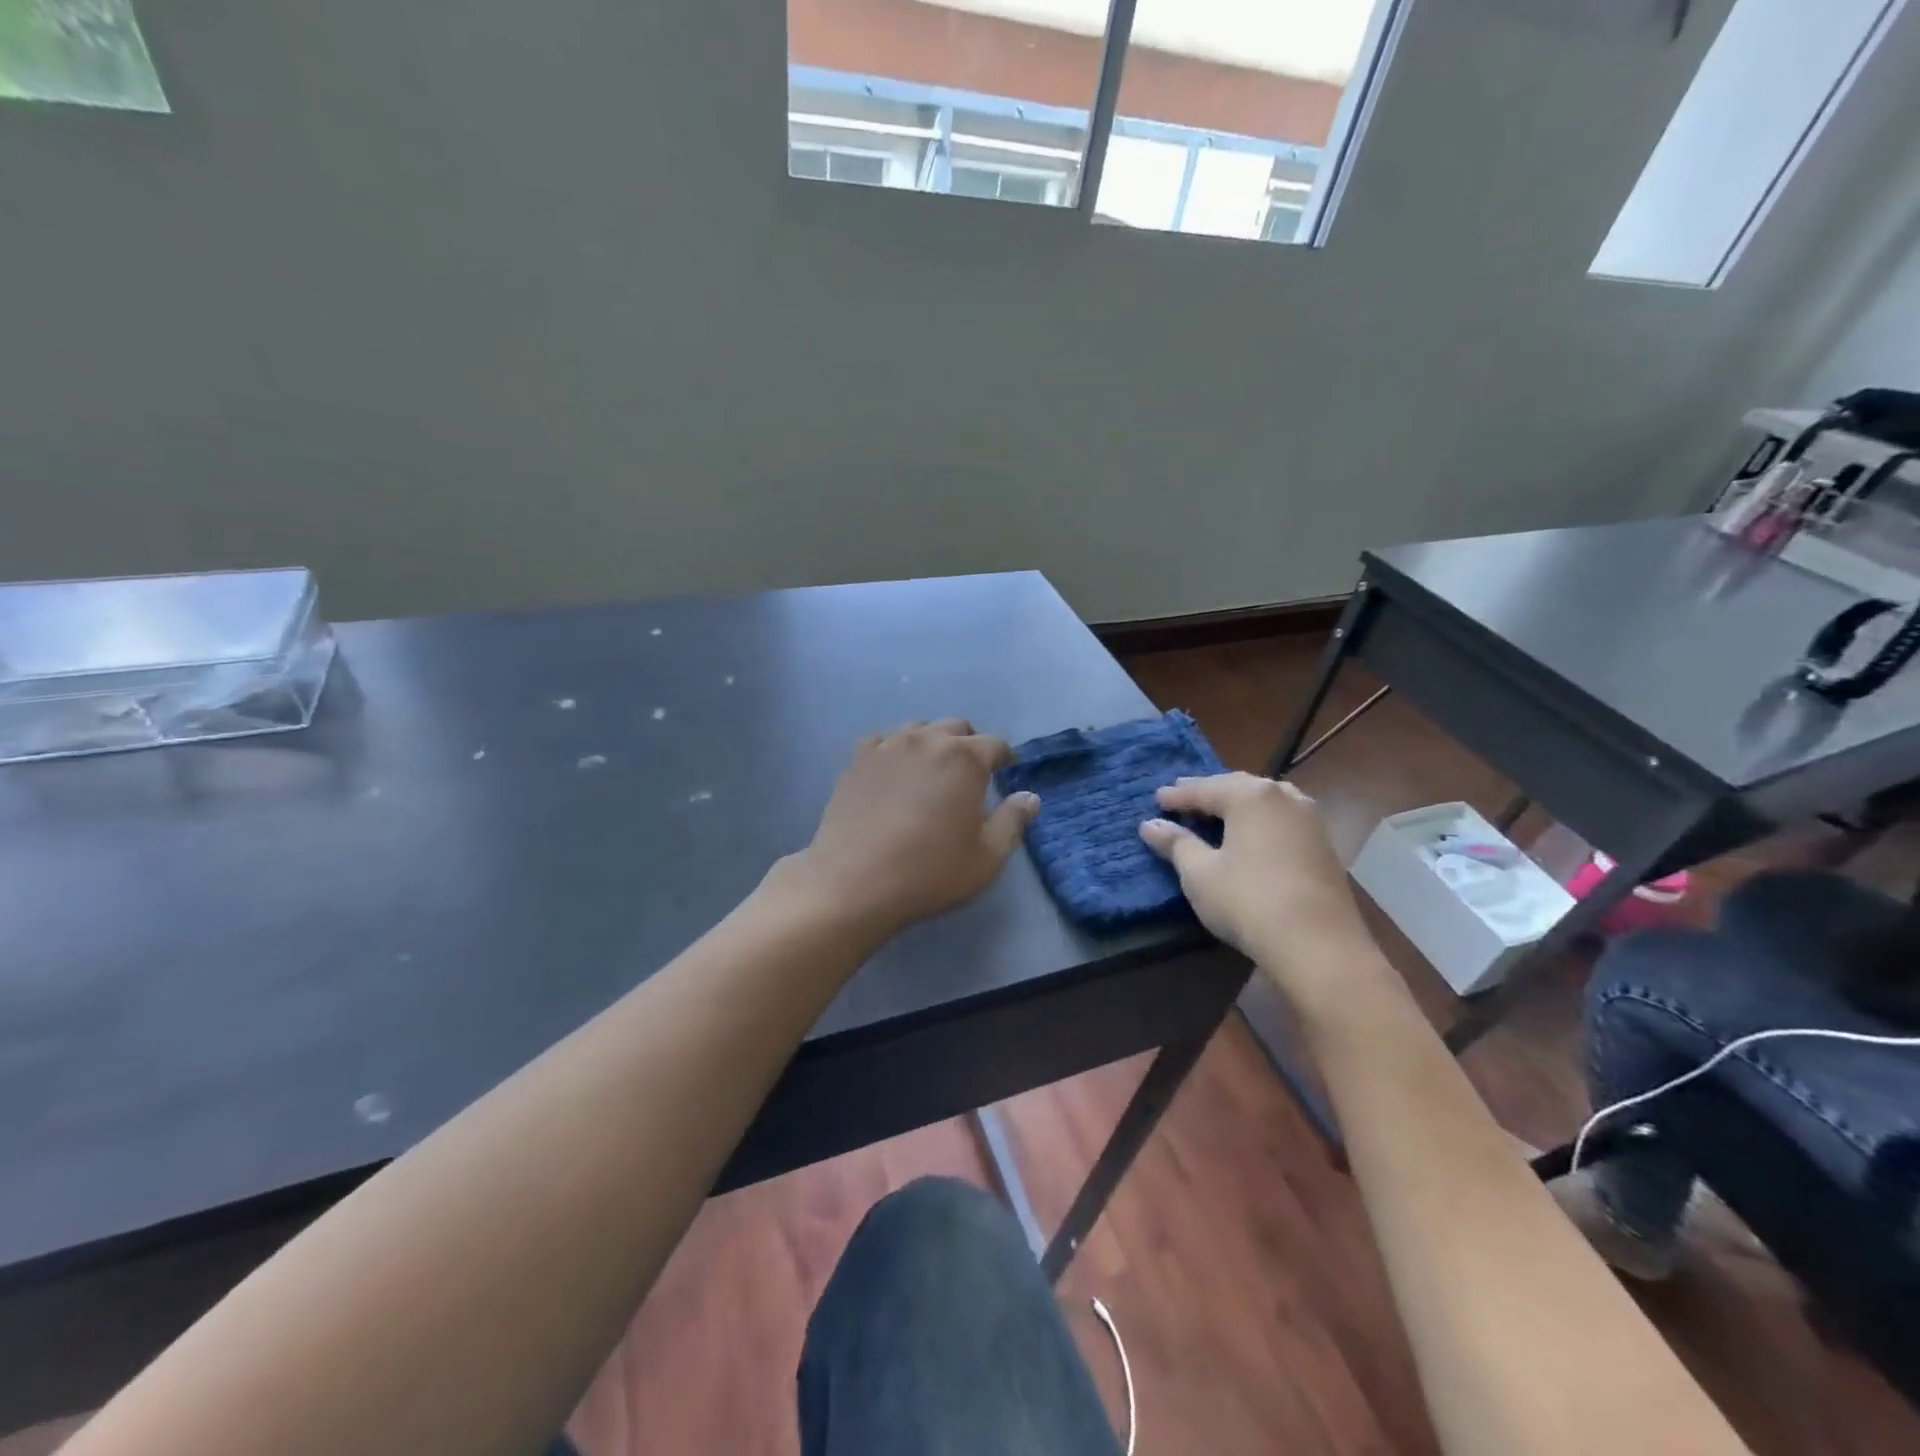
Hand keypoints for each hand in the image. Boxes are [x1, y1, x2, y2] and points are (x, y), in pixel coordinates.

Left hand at [785, 720, 1039, 941]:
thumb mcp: (986, 856)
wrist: (854, 881)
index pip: (995, 745)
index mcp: (965, 759)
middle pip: (956, 727)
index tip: (1004, 772)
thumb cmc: (929, 871)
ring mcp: (888, 746)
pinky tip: (893, 773)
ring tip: (930, 770)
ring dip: (931, 742)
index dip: (1004, 758)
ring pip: (918, 729)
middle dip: (969, 744)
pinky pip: (882, 741)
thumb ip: (1013, 821)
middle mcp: (927, 741)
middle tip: (969, 772)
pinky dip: (894, 750)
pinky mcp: (857, 760)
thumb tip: (1030, 797)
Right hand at [1139, 773, 1377, 1004]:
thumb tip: (1150, 825)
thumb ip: (1176, 844)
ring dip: (1238, 804)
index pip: (1204, 789)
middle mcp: (1283, 797)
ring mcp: (1310, 820)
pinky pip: (1282, 819)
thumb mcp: (1200, 873)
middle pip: (1237, 787)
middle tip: (1182, 798)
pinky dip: (1259, 821)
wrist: (1318, 946)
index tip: (1156, 800)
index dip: (1177, 796)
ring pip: (1265, 801)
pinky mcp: (1324, 845)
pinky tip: (1251, 834)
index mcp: (1250, 796)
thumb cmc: (1248, 901)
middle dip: (1209, 792)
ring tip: (1216, 812)